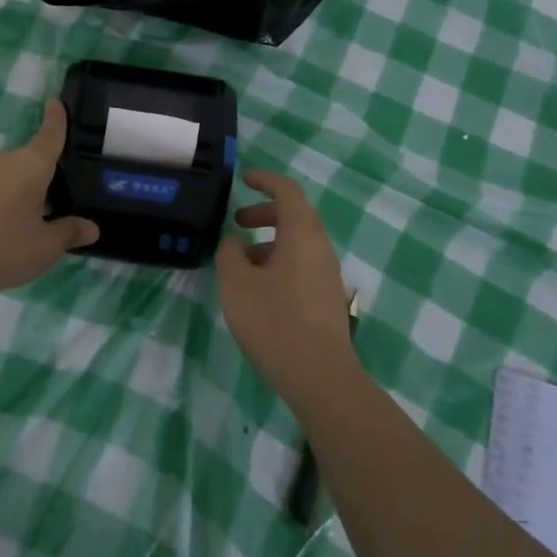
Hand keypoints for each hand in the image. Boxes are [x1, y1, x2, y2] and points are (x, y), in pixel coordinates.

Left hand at [0, 100, 98, 300]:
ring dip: (26, 190)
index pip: (50, 135)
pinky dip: (6, 200)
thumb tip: (92, 227)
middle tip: (66, 196)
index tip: (56, 101)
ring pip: (12, 176)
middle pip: (32, 160)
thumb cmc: (3, 247)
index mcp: (31, 165)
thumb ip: (70, 233)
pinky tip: (9, 227)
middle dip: (48, 173)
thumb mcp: (45, 246)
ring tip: (40, 218)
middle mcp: (5, 161)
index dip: (56, 119)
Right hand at [216, 170, 359, 409]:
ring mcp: (327, 275)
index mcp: (302, 235)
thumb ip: (229, 255)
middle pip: (295, 216)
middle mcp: (320, 248)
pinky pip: (301, 265)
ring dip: (268, 242)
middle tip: (237, 222)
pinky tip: (258, 289)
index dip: (265, 180)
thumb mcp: (237, 284)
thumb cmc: (275, 322)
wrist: (320, 377)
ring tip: (240, 262)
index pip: (287, 191)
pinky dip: (278, 262)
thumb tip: (233, 242)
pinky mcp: (326, 298)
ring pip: (297, 243)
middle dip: (264, 212)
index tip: (244, 179)